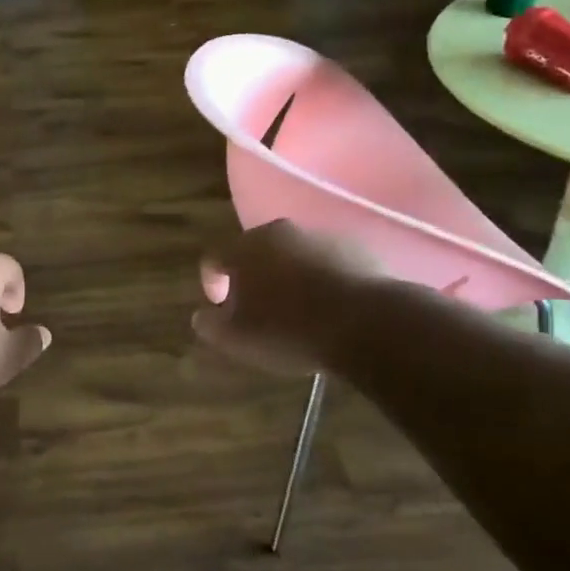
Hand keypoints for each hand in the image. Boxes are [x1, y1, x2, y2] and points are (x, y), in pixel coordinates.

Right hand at [194, 220, 384, 374]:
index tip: (220, 307)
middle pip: (255, 251)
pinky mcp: (355, 247)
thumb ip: (211, 325)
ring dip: (289, 275)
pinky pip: (327, 261)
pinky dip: (322, 277)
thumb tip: (202, 316)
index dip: (212, 282)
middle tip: (258, 309)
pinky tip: (330, 306)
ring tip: (299, 310)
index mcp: (245, 248)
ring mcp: (320, 235)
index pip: (214, 257)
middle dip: (252, 277)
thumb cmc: (290, 330)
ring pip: (293, 254)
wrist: (367, 324)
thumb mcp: (239, 339)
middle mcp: (280, 231)